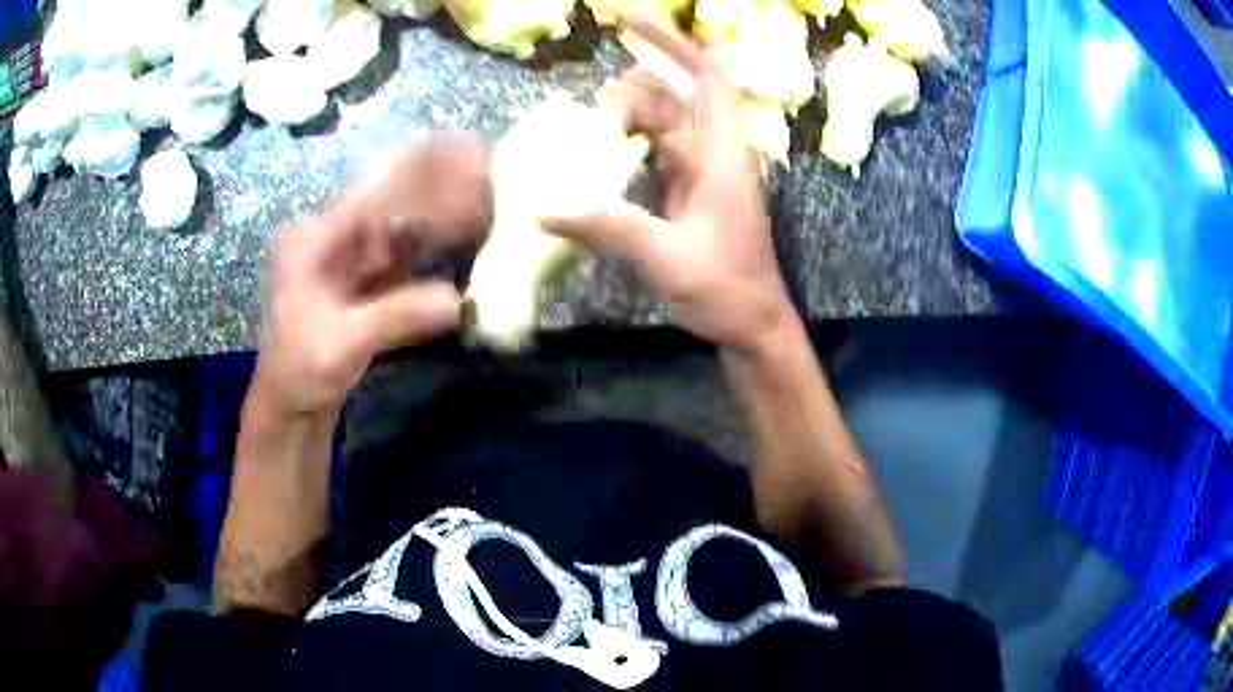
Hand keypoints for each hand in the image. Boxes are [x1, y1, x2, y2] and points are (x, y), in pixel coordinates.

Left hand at [254, 136, 489, 414]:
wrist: (291, 401)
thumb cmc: (299, 369)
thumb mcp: (339, 345)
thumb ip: (394, 318)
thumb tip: (458, 302)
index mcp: (317, 236)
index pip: (376, 187)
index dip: (425, 168)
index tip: (472, 153)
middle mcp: (337, 233)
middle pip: (396, 195)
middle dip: (444, 182)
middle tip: (496, 174)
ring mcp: (355, 254)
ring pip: (408, 218)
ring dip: (448, 207)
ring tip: (494, 195)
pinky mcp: (372, 276)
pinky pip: (411, 248)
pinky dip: (442, 239)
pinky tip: (473, 231)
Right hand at [543, 20, 796, 353]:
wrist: (750, 324)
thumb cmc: (725, 289)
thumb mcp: (668, 259)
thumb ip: (610, 228)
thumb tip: (543, 210)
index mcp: (721, 157)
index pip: (708, 80)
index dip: (676, 44)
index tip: (632, 22)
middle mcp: (712, 154)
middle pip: (672, 98)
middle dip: (631, 93)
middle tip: (591, 115)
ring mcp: (698, 173)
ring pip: (660, 125)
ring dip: (625, 119)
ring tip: (584, 127)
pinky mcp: (684, 192)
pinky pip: (652, 153)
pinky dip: (625, 145)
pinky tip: (596, 151)